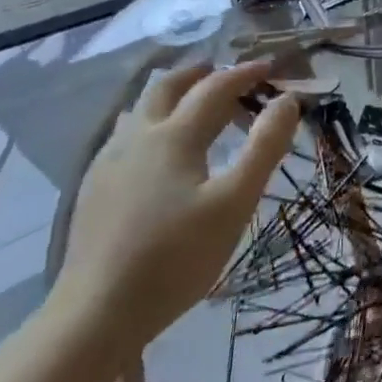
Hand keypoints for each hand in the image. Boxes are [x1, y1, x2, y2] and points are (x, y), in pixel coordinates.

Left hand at [53, 59, 299, 354]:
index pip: (214, 88)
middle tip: (226, 72)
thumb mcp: (235, 202)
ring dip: (172, 94)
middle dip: (199, 73)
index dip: (244, 73)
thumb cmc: (177, 256)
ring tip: (194, 104)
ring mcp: (107, 162)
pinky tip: (158, 151)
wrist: (95, 313)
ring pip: (140, 109)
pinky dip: (152, 122)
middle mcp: (136, 137)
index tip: (270, 67)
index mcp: (174, 136)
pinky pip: (125, 135)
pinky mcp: (93, 189)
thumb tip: (288, 100)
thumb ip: (264, 146)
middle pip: (166, 86)